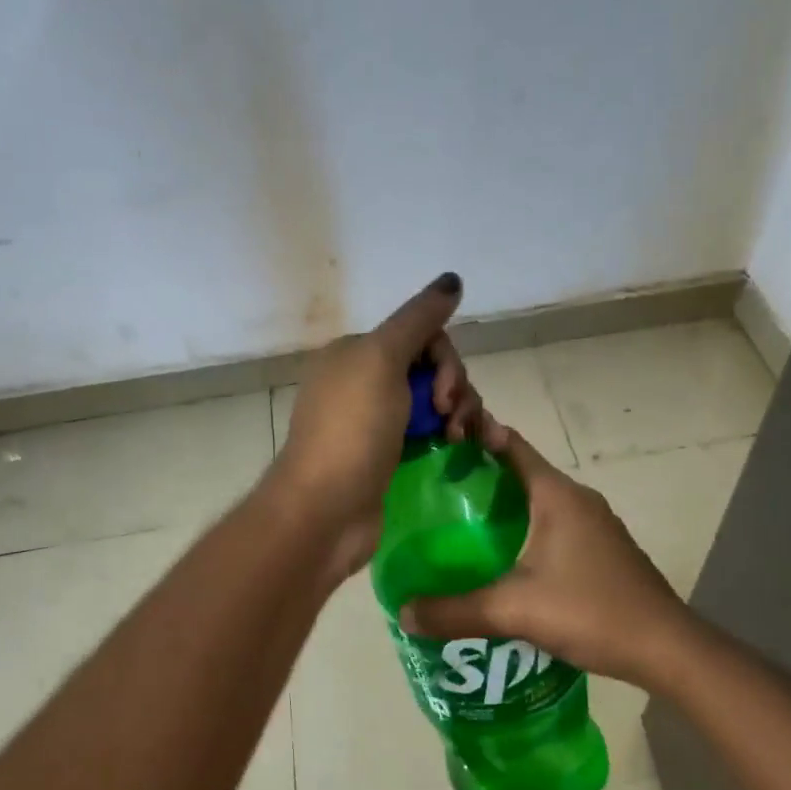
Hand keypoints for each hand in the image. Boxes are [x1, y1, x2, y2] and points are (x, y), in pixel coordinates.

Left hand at [269, 273, 485, 580]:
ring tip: (463, 440)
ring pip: (434, 402)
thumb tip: (452, 279)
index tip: (444, 392)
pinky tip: (465, 448)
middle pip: (431, 369)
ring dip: (460, 413)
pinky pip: (429, 433)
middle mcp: (362, 382)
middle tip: (452, 419)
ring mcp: (374, 422)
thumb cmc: (351, 430)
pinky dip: (450, 435)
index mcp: (355, 353)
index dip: (444, 360)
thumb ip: (418, 319)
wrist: (325, 510)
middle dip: (454, 388)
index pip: (419, 336)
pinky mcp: (388, 457)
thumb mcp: (381, 360)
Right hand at [398, 428, 688, 686]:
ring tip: (456, 529)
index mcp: (556, 494)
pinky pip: (552, 527)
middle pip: (519, 473)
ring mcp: (594, 524)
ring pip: (537, 503)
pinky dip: (523, 532)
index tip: (435, 446)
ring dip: (501, 509)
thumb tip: (403, 612)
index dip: (473, 438)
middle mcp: (576, 499)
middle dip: (478, 479)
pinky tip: (500, 563)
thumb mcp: (514, 610)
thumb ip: (455, 611)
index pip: (509, 444)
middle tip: (432, 496)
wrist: (665, 647)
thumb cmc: (590, 611)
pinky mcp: (601, 549)